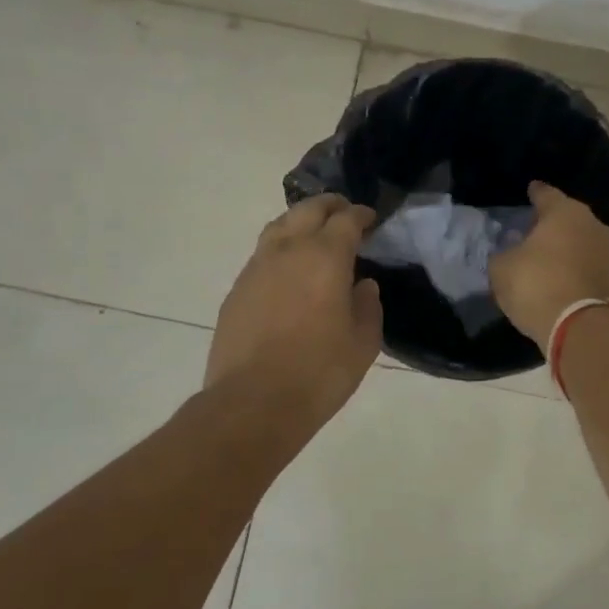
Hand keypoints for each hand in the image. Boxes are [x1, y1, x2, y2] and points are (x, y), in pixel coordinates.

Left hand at [205, 195, 383, 432]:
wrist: (252, 402)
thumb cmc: (319, 372)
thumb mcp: (363, 343)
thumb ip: (368, 307)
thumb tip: (363, 286)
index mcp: (325, 257)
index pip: (346, 220)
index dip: (361, 215)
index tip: (371, 219)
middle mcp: (289, 250)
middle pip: (309, 210)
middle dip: (330, 206)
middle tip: (344, 213)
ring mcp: (257, 267)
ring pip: (279, 226)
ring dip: (300, 221)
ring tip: (312, 233)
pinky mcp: (237, 289)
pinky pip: (262, 254)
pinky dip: (280, 248)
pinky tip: (287, 270)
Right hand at [489, 181, 608, 343]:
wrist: (579, 327)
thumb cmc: (536, 285)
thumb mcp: (502, 268)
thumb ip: (504, 253)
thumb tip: (510, 253)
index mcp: (564, 211)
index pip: (546, 194)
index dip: (535, 193)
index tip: (530, 190)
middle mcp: (592, 223)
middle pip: (568, 216)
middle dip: (552, 222)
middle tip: (534, 230)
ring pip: (582, 240)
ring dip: (567, 246)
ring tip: (548, 256)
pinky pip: (589, 263)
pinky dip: (577, 267)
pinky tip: (562, 275)